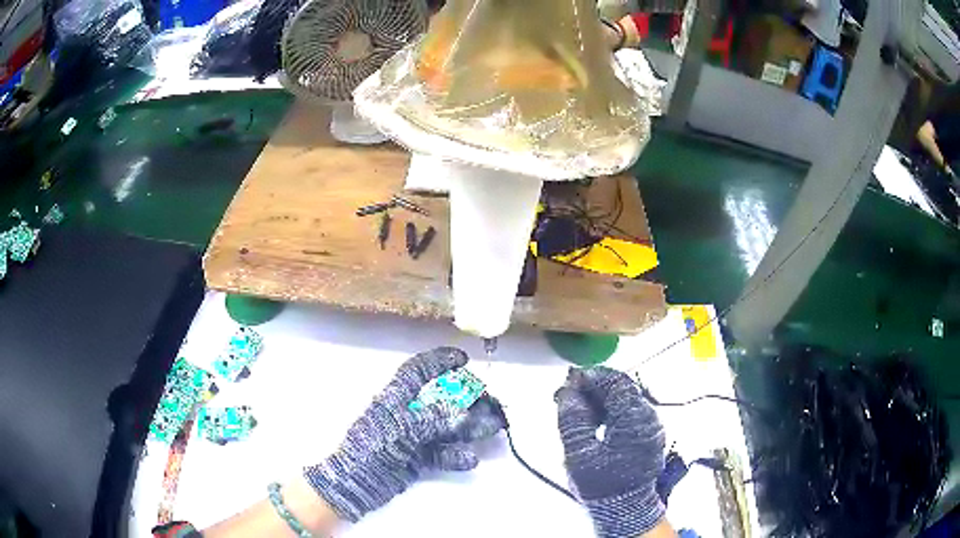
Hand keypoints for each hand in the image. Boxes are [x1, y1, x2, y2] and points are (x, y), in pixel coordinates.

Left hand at [304, 347, 504, 521]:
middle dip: (468, 400)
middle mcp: (407, 414)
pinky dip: (456, 456)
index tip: (464, 359)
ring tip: (494, 429)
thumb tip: (464, 413)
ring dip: (471, 428)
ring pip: (447, 427)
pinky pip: (442, 453)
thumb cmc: (371, 448)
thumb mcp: (400, 428)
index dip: (439, 361)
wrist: (355, 484)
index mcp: (396, 398)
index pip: (418, 371)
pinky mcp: (417, 459)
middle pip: (442, 400)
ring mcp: (413, 437)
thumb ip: (432, 419)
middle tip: (493, 404)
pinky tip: (470, 460)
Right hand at [555, 367, 665, 537]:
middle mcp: (648, 418)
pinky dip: (608, 410)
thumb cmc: (601, 484)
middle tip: (567, 393)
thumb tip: (567, 392)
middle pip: (622, 389)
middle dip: (593, 387)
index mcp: (635, 419)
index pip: (616, 383)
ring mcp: (650, 426)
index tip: (569, 380)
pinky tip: (591, 419)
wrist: (625, 509)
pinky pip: (627, 413)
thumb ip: (572, 420)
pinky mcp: (646, 436)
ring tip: (574, 406)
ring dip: (600, 398)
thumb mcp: (579, 454)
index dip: (592, 376)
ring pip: (624, 400)